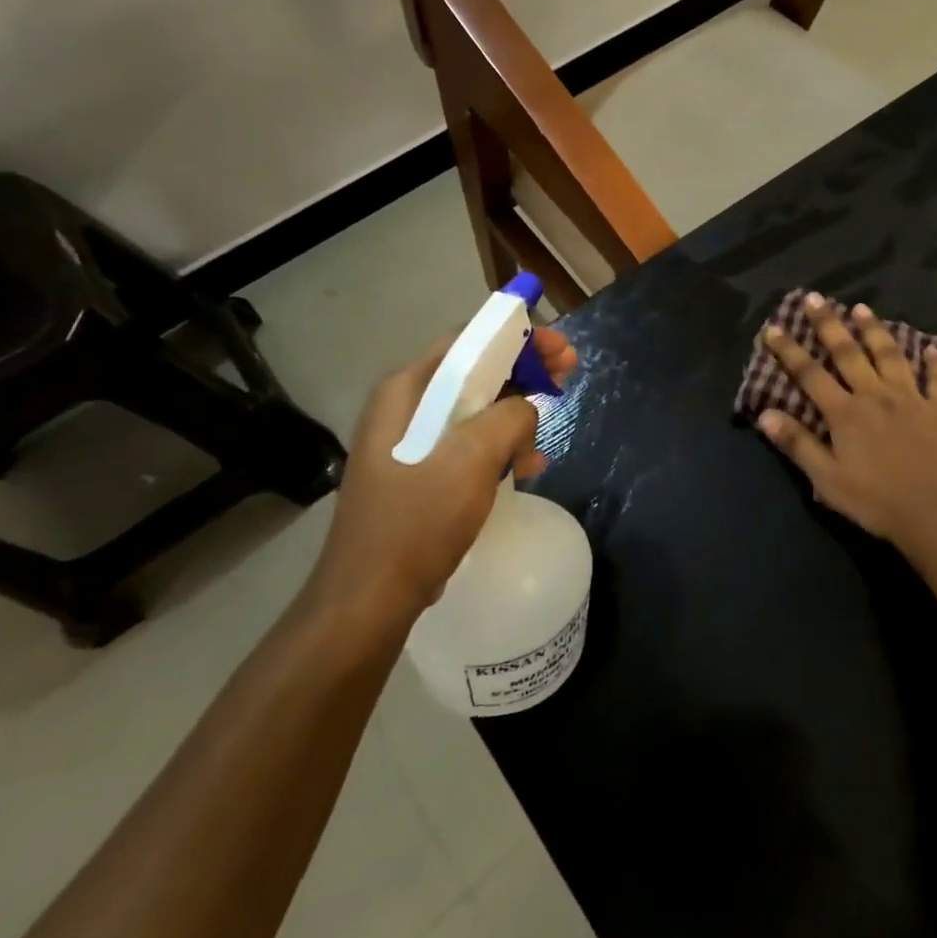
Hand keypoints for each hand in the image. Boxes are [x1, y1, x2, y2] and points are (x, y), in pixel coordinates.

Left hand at [303, 327, 577, 652]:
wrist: (369, 600)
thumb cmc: (417, 522)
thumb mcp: (471, 459)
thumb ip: (509, 417)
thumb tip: (526, 407)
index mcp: (407, 391)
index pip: (468, 341)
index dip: (519, 337)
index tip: (561, 349)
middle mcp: (404, 408)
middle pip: (475, 373)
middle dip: (524, 375)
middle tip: (567, 379)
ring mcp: (410, 443)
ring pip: (475, 411)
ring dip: (515, 418)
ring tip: (543, 442)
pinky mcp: (419, 475)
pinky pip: (468, 445)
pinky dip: (500, 449)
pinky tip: (525, 469)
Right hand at [756, 295, 936, 550]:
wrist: (934, 515)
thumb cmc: (875, 501)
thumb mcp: (827, 478)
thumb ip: (797, 444)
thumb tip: (764, 414)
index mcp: (845, 413)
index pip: (810, 374)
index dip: (789, 350)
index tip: (773, 328)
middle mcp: (876, 395)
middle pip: (848, 353)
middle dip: (828, 324)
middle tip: (815, 298)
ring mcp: (911, 399)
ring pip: (890, 355)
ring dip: (875, 330)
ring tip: (862, 308)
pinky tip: (934, 350)